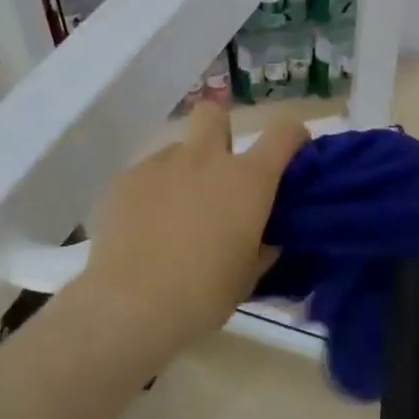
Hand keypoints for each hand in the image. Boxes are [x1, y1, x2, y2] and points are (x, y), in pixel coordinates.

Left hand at [80, 104, 308, 347]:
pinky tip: (143, 226)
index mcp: (248, 179)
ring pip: (177, 149)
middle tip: (218, 172)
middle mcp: (206, 158)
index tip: (291, 154)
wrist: (132, 304)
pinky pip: (146, 174)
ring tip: (173, 212)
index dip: (293, 136)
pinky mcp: (125, 179)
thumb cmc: (204, 293)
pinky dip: (151, 192)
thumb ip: (263, 247)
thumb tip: (267, 238)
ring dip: (183, 170)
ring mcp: (161, 164)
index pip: (284, 131)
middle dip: (220, 131)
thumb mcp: (248, 275)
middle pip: (214, 113)